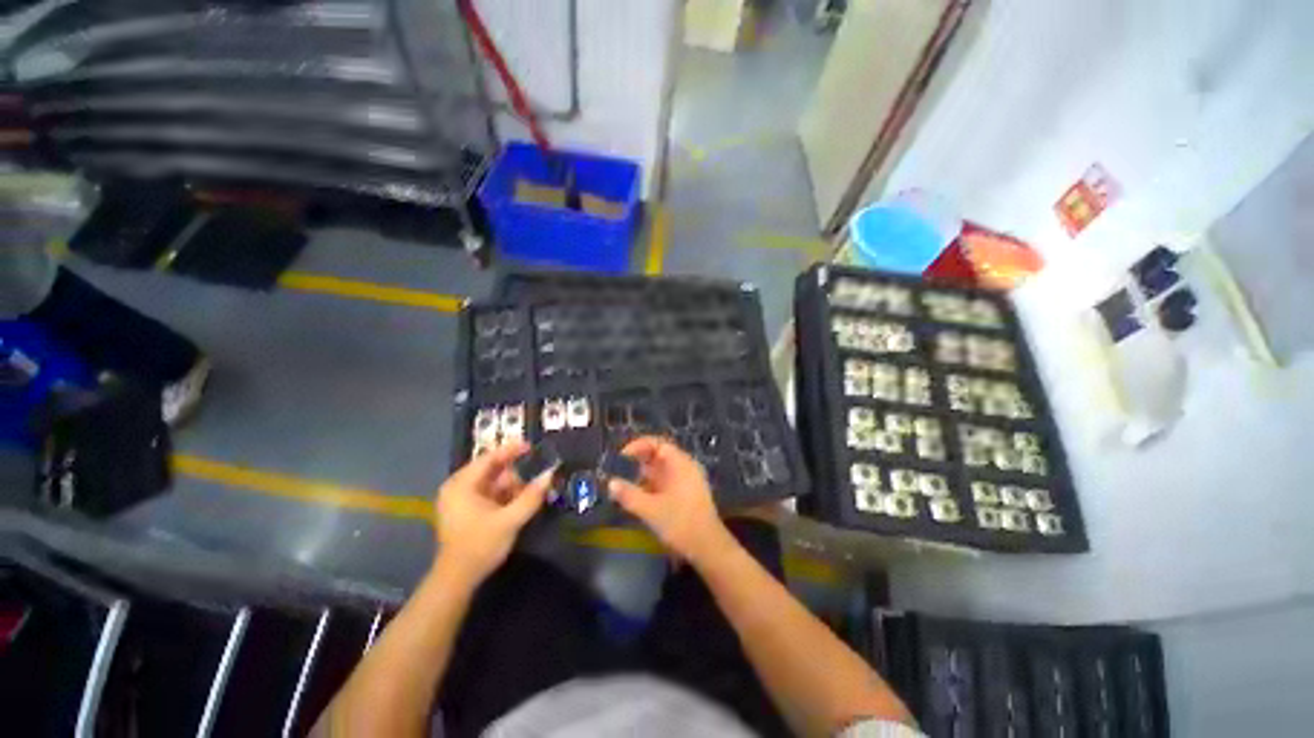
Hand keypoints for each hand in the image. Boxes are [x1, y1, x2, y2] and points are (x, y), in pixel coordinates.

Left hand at [434, 441, 552, 586]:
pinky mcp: (466, 511)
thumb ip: (531, 496)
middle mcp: (458, 487)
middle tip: (537, 475)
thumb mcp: (510, 520)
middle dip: (516, 473)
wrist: (457, 580)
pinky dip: (506, 496)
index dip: (511, 450)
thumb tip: (551, 474)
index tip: (532, 446)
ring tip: (532, 491)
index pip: (489, 458)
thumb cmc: (480, 545)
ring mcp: (461, 500)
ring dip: (513, 486)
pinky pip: (490, 494)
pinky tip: (521, 501)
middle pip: (492, 471)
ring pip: (493, 483)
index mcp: (461, 485)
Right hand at [607, 436, 736, 564]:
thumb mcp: (651, 510)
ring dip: (643, 475)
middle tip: (618, 472)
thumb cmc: (680, 523)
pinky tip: (639, 497)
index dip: (637, 446)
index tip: (620, 457)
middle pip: (659, 455)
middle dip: (637, 462)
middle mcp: (685, 467)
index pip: (657, 443)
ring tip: (624, 485)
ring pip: (661, 470)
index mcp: (680, 463)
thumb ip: (629, 495)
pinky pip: (666, 481)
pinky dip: (651, 485)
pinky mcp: (687, 494)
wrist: (709, 548)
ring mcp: (687, 480)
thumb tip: (610, 483)